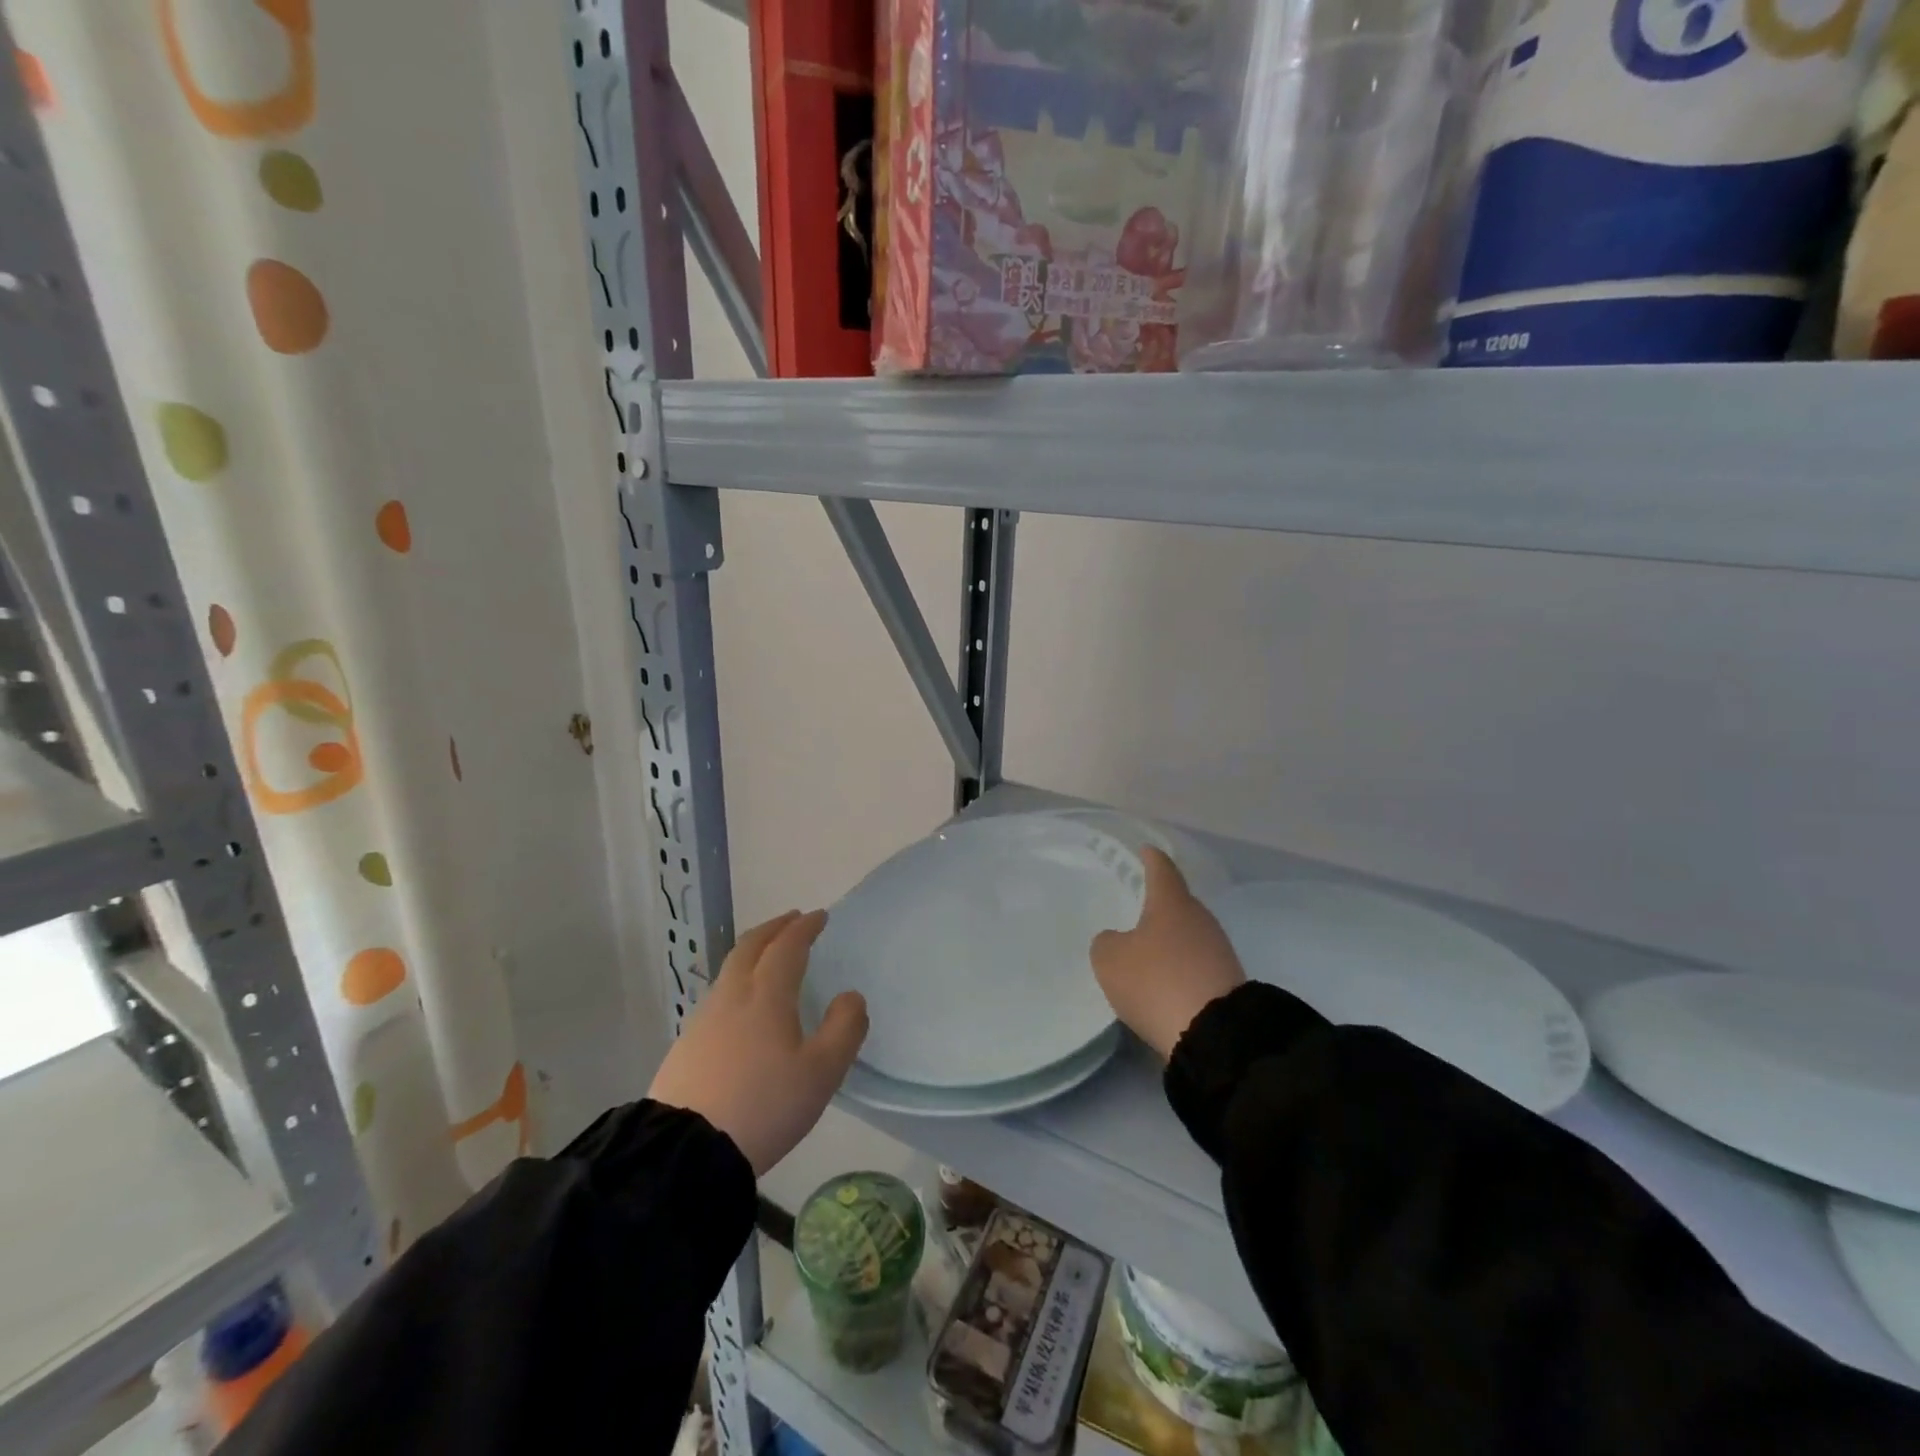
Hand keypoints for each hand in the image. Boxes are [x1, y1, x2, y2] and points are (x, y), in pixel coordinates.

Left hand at [648, 909, 867, 1175]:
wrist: (685, 1151)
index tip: (819, 916)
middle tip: (792, 920)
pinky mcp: (687, 1044)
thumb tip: (851, 996)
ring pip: (730, 969)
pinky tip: (742, 1004)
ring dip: (753, 951)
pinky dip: (737, 980)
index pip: (787, 946)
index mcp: (767, 995)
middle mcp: (732, 995)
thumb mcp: (821, 1073)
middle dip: (774, 928)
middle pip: (751, 946)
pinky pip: (718, 994)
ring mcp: (704, 1018)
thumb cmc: (764, 1105)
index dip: (804, 928)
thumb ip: (844, 1029)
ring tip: (769, 956)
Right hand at [1090, 849, 1245, 1060]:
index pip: (1161, 869)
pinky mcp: (1227, 980)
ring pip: (1188, 933)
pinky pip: (1196, 962)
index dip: (1151, 858)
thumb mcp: (1110, 960)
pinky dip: (1180, 964)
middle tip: (1136, 904)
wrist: (1214, 1034)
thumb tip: (1117, 940)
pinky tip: (1164, 978)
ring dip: (1169, 937)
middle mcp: (1199, 918)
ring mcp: (1218, 949)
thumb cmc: (1156, 981)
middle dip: (1159, 902)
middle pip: (1177, 902)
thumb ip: (1107, 942)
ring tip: (1146, 946)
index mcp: (1172, 902)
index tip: (1146, 850)